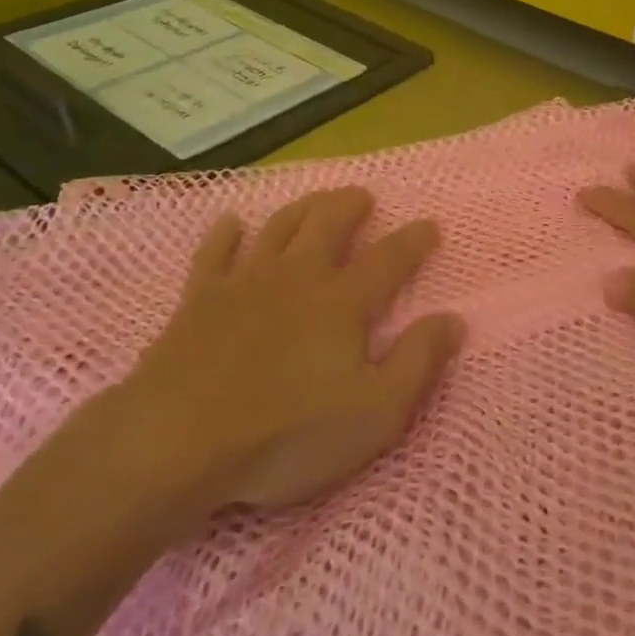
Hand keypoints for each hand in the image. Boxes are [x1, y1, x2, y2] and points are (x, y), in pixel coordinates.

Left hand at [51, 188, 463, 528]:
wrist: (180, 440)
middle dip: (350, 205)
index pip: (390, 259)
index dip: (415, 240)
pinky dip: (226, 232)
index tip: (431, 224)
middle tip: (363, 196)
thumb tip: (454, 320)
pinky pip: (215, 251)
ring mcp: (246, 281)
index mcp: (343, 301)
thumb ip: (417, 362)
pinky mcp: (201, 297)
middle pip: (329, 224)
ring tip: (316, 200)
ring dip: (301, 208)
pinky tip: (231, 222)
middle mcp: (298, 276)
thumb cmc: (287, 433)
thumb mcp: (374, 413)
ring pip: (279, 227)